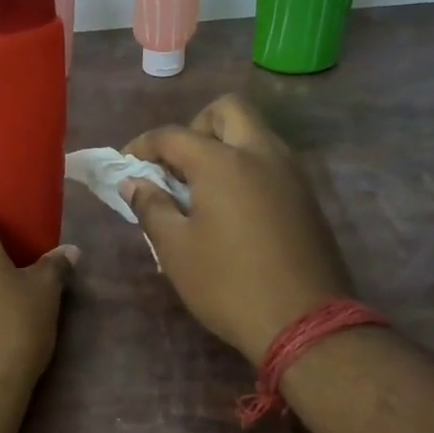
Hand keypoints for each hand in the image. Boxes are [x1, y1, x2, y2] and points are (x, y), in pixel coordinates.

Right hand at [124, 94, 353, 364]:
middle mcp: (261, 154)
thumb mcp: (175, 249)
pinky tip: (231, 207)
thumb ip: (150, 207)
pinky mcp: (307, 196)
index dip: (143, 145)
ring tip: (200, 188)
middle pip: (227, 110)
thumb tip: (133, 182)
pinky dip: (246, 166)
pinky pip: (271, 160)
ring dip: (223, 145)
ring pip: (255, 133)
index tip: (126, 165)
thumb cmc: (227, 284)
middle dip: (195, 127)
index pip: (173, 135)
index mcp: (222, 162)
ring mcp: (291, 173)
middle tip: (176, 165)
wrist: (305, 322)